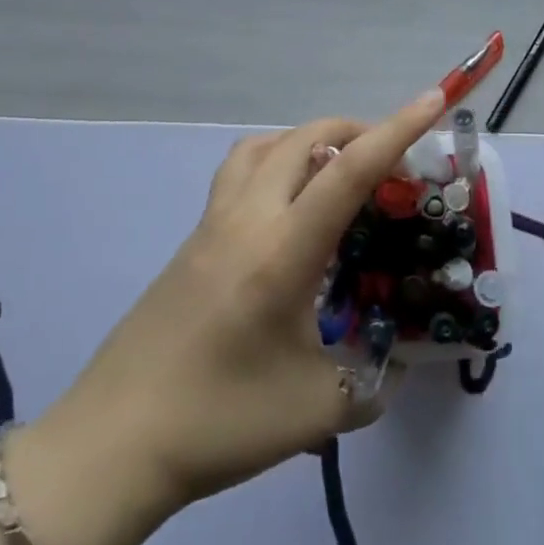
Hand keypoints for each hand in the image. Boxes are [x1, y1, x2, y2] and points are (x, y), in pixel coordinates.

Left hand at [35, 89, 446, 529]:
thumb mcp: (315, 411)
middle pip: (305, 138)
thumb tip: (395, 367)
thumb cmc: (218, 422)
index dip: (397, 130)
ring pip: (264, 146)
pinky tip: (286, 210)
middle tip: (390, 157)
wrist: (111, 445)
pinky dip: (275, 162)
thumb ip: (370, 384)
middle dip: (356, 129)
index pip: (349, 170)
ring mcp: (212, 224)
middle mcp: (247, 219)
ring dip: (308, 140)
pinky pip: (239, 172)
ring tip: (336, 171)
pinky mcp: (191, 240)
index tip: (432, 99)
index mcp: (283, 250)